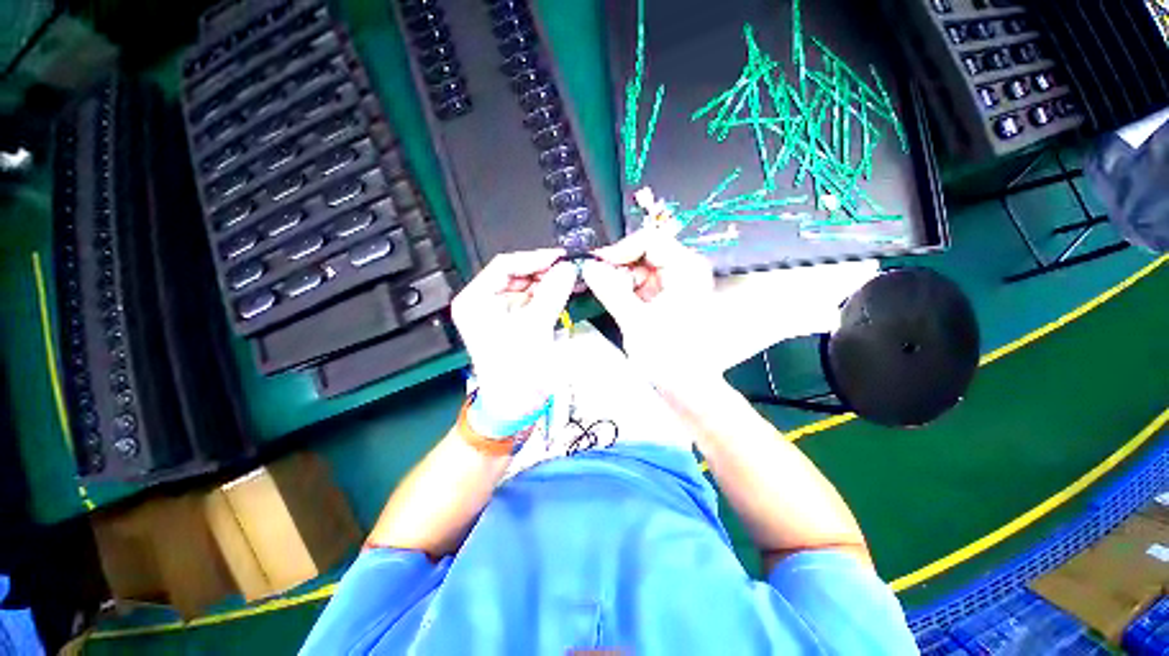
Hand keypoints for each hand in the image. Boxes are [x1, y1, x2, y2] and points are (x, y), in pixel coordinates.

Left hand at [451, 250, 576, 428]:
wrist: (514, 405)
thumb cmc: (514, 371)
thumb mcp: (534, 327)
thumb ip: (552, 293)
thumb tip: (567, 269)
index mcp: (475, 300)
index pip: (505, 265)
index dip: (534, 259)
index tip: (559, 258)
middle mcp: (483, 302)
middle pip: (517, 274)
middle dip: (544, 271)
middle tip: (569, 269)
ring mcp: (499, 311)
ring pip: (527, 286)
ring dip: (549, 282)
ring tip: (571, 279)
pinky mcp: (514, 321)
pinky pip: (532, 300)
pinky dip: (548, 295)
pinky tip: (564, 292)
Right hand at [580, 230, 717, 394]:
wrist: (687, 388)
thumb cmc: (668, 357)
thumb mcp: (635, 321)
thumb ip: (610, 290)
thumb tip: (589, 266)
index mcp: (686, 269)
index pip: (649, 240)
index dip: (620, 250)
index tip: (597, 266)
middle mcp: (684, 270)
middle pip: (644, 253)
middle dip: (619, 267)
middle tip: (598, 284)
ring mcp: (676, 283)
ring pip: (639, 268)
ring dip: (621, 281)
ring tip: (610, 299)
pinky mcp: (667, 296)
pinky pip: (642, 283)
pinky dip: (627, 291)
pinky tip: (618, 304)